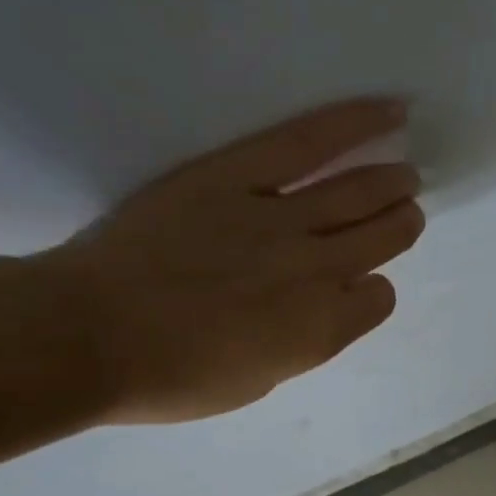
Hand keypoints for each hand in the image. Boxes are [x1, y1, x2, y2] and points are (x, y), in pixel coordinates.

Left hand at [35, 98, 424, 422]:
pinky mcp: (238, 175)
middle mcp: (315, 272)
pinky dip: (357, 123)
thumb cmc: (168, 377)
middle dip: (398, 225)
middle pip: (381, 239)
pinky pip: (311, 142)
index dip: (371, 292)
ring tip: (405, 175)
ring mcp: (280, 219)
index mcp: (319, 331)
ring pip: (358, 193)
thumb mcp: (252, 382)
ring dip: (391, 184)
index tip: (356, 287)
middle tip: (403, 213)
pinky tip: (392, 112)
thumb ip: (297, 344)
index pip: (376, 300)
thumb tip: (313, 312)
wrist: (90, 335)